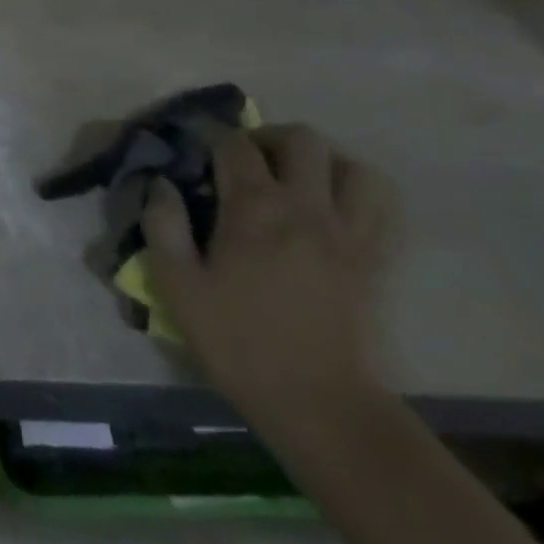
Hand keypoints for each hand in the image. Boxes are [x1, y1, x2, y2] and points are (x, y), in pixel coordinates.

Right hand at [142, 124, 395, 431]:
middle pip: (300, 139)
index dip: (212, 139)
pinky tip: (333, 209)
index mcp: (254, 209)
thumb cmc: (239, 342)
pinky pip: (381, 204)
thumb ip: (163, 225)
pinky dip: (357, 191)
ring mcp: (349, 232)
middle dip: (268, 139)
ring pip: (350, 164)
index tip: (196, 153)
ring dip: (321, 162)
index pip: (234, 144)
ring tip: (296, 182)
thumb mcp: (178, 286)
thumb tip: (161, 183)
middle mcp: (306, 207)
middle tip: (246, 163)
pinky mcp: (376, 259)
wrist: (320, 405)